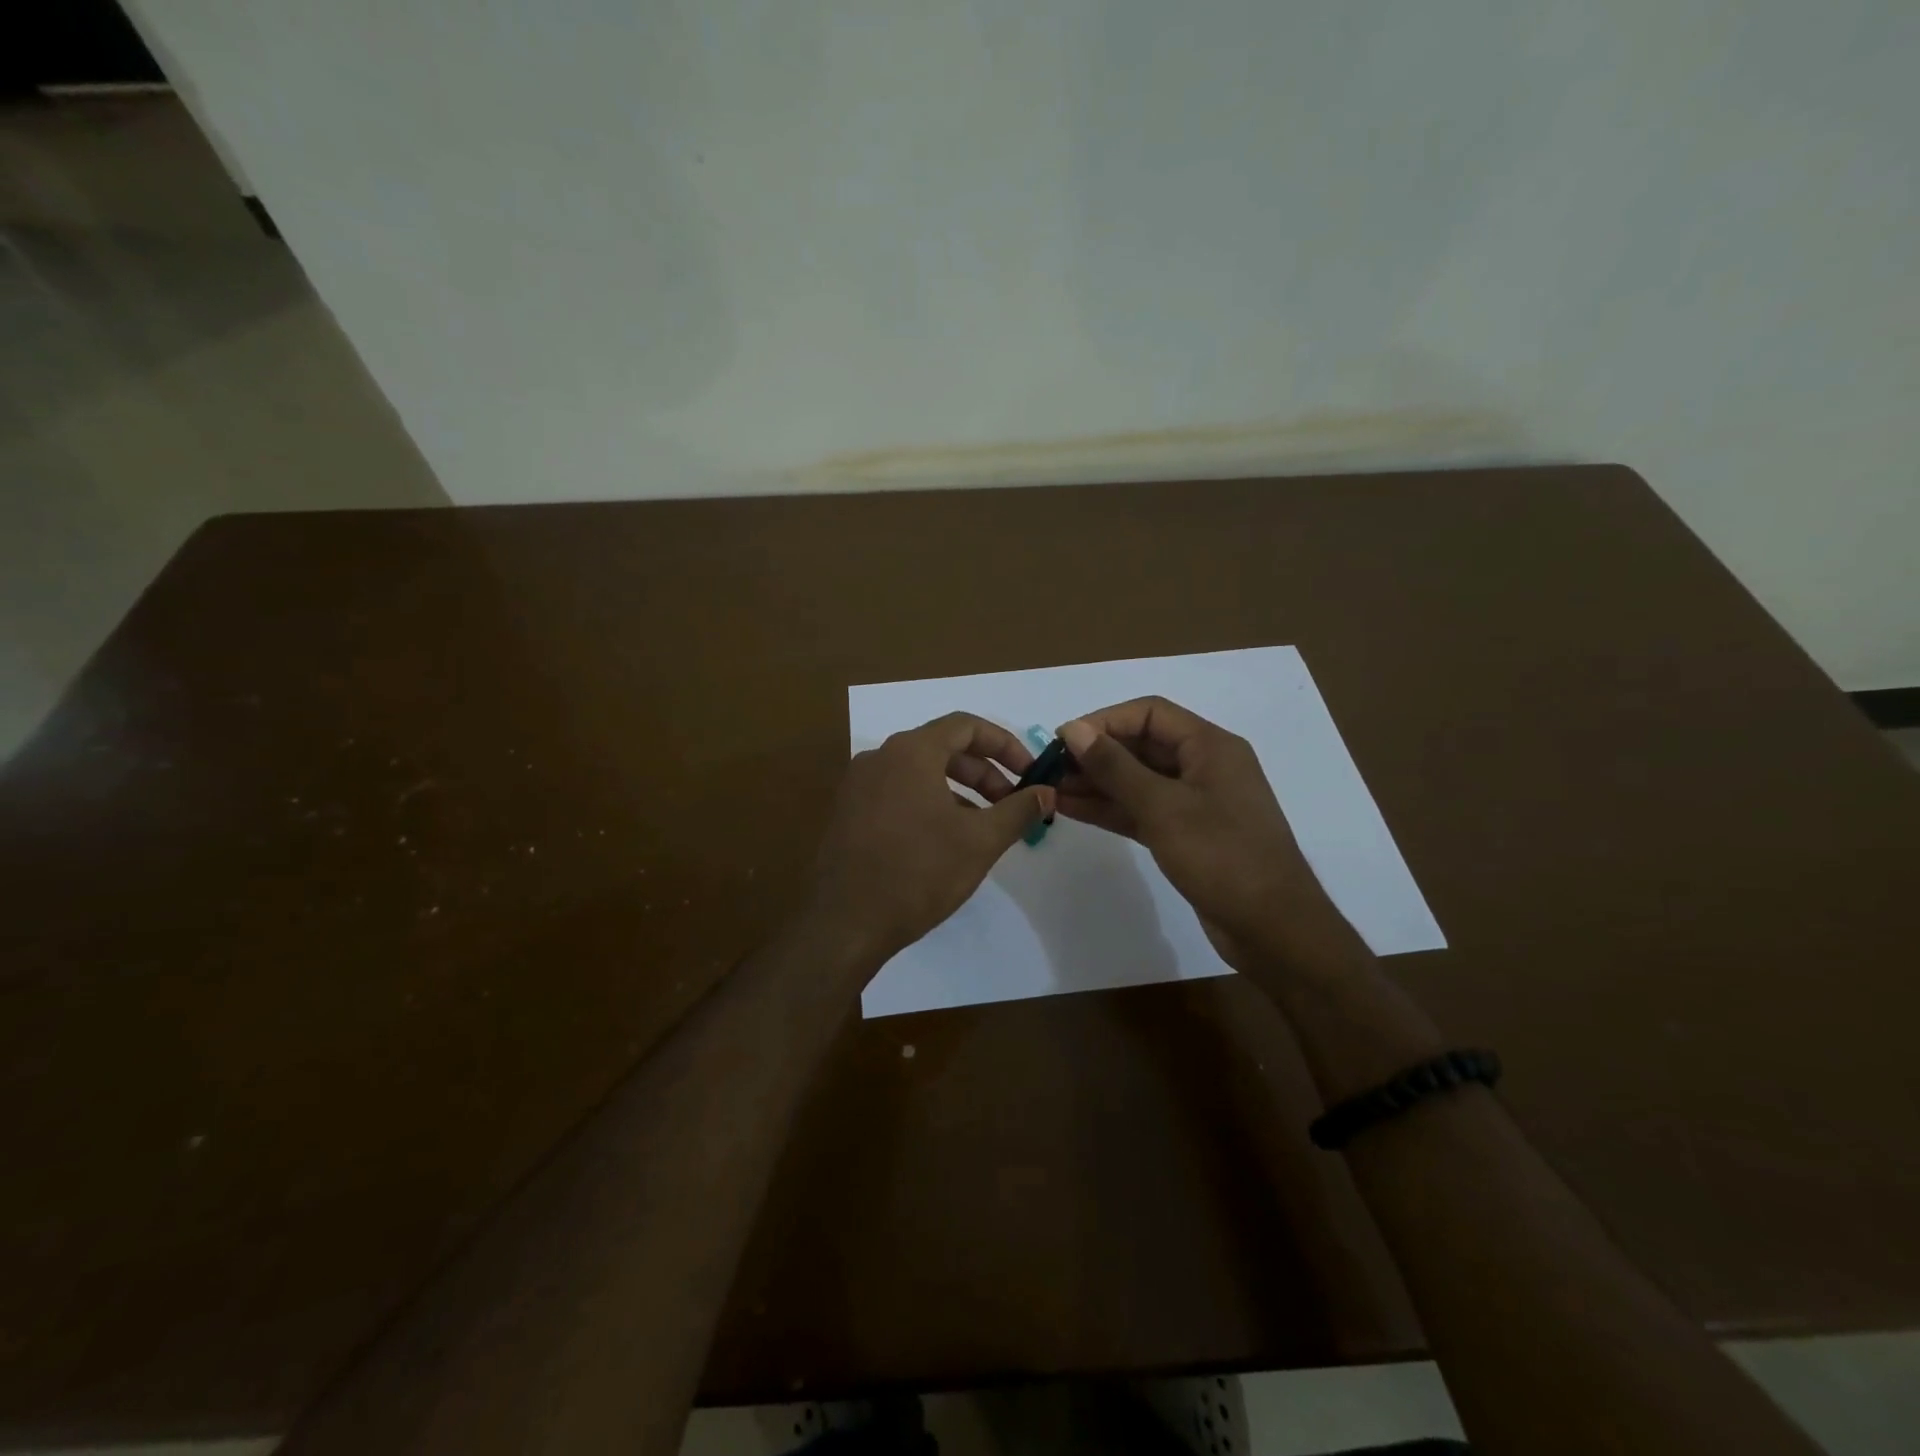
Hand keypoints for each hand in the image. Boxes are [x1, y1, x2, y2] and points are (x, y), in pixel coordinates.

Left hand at [810, 712, 1055, 963]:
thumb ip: (1018, 810)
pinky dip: (928, 803)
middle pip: (942, 748)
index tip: (1029, 773)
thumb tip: (1046, 792)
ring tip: (983, 826)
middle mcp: (880, 757)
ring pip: (919, 772)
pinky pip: (897, 792)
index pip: (966, 726)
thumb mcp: (980, 841)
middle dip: (984, 772)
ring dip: (958, 790)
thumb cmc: (919, 873)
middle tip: (1010, 804)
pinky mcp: (847, 813)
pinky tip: (944, 840)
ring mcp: (858, 785)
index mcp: (910, 752)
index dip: (1004, 744)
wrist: (844, 923)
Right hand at [1055, 698, 1357, 971]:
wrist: (1273, 929)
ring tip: (1051, 788)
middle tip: (1051, 767)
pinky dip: (1111, 808)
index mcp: (1210, 746)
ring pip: (1138, 781)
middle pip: (1142, 745)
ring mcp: (1196, 803)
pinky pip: (1142, 810)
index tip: (1063, 739)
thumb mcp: (1163, 807)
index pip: (1149, 714)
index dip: (1104, 721)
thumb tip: (1073, 730)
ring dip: (1097, 783)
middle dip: (1096, 754)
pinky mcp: (1187, 835)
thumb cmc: (1222, 857)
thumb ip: (1115, 767)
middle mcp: (1204, 766)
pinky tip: (1073, 809)